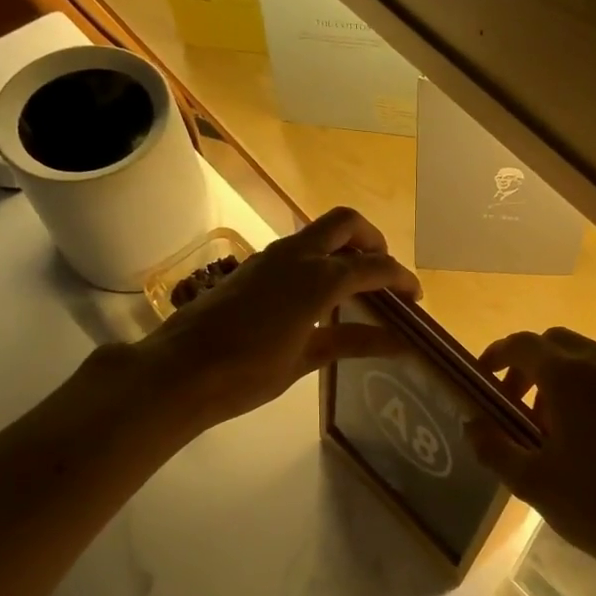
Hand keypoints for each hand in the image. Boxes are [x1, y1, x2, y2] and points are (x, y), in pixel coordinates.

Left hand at [134, 207, 420, 431]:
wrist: (180, 370)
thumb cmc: (247, 372)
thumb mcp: (306, 359)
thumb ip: (353, 341)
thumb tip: (399, 342)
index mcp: (318, 278)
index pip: (374, 266)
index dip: (401, 279)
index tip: (415, 299)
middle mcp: (296, 255)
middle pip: (347, 223)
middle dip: (373, 241)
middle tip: (384, 274)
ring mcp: (270, 256)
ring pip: (318, 231)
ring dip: (344, 247)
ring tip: (355, 286)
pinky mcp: (252, 266)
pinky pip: (297, 248)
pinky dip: (319, 259)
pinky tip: (318, 296)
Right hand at [466, 327, 595, 595]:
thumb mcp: (532, 482)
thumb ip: (493, 446)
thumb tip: (472, 424)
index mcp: (571, 377)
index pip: (524, 345)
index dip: (497, 355)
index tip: (483, 377)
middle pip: (557, 344)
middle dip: (529, 366)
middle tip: (515, 404)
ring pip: (589, 360)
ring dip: (562, 379)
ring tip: (553, 428)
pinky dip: (593, 391)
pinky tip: (593, 437)